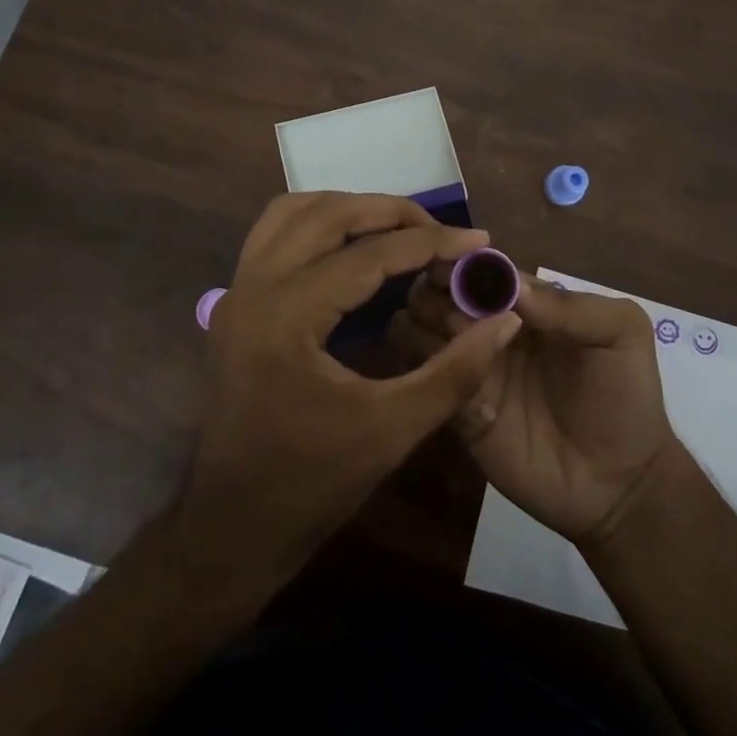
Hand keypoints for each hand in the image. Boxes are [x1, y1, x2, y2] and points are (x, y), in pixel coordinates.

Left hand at [181, 193, 522, 583]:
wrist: (231, 528)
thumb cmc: (311, 484)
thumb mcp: (392, 430)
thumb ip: (454, 371)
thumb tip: (504, 320)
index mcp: (287, 316)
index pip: (370, 255)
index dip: (432, 243)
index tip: (479, 240)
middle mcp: (254, 287)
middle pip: (327, 214)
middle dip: (390, 211)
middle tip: (441, 230)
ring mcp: (237, 291)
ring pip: (294, 212)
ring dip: (349, 208)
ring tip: (399, 227)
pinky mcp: (236, 301)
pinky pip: (275, 233)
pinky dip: (318, 223)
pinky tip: (351, 245)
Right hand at [400, 270, 676, 544]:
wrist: (621, 485)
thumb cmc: (625, 395)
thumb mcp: (620, 334)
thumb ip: (571, 306)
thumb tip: (512, 285)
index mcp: (524, 302)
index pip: (478, 269)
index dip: (460, 264)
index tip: (448, 270)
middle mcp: (488, 327)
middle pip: (438, 294)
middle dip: (435, 294)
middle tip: (455, 317)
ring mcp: (471, 369)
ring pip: (418, 331)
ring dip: (426, 331)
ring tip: (457, 350)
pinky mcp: (457, 412)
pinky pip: (425, 383)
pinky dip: (431, 376)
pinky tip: (463, 391)